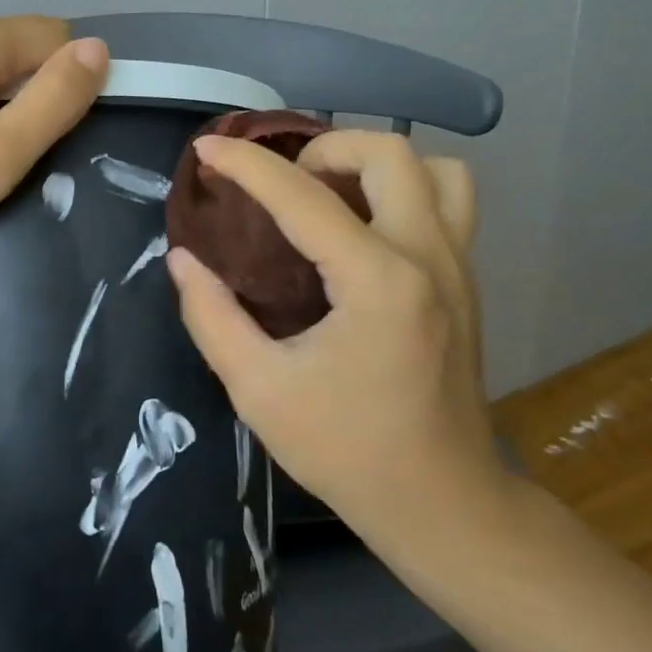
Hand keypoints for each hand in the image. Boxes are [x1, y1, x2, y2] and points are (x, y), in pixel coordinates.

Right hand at [165, 130, 506, 555]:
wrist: (443, 503)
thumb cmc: (347, 452)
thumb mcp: (259, 391)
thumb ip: (212, 317)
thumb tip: (183, 260)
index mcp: (377, 282)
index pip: (302, 197)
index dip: (246, 164)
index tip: (206, 148)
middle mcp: (428, 258)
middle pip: (388, 152)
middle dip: (323, 147)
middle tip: (283, 185)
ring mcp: (458, 266)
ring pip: (435, 169)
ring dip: (375, 164)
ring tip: (331, 194)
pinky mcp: (467, 282)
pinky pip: (449, 202)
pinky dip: (404, 190)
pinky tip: (362, 228)